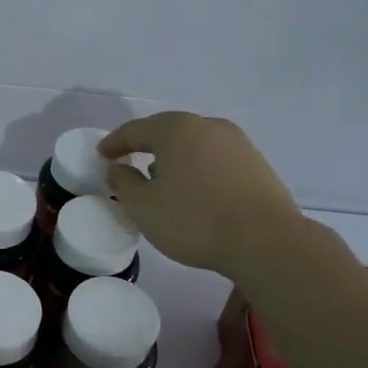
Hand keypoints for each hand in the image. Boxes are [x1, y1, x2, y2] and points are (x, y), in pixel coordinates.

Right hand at [99, 111, 305, 275]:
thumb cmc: (195, 221)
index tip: (101, 155)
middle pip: (167, 130)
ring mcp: (236, 142)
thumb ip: (123, 183)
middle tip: (128, 161)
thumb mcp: (144, 207)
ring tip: (161, 178)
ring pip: (193, 142)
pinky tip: (194, 189)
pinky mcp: (255, 162)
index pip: (135, 130)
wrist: (266, 241)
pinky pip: (214, 157)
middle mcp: (207, 126)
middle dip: (145, 145)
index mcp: (176, 130)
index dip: (114, 142)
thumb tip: (117, 167)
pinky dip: (197, 166)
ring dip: (173, 156)